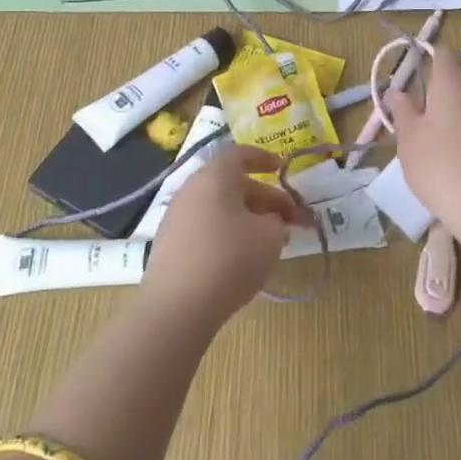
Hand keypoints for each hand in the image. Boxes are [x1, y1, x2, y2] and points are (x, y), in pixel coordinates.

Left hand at [142, 146, 312, 327]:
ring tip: (271, 243)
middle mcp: (191, 189)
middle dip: (265, 199)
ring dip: (247, 219)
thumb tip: (270, 221)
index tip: (280, 168)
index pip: (239, 154)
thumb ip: (276, 222)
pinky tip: (242, 259)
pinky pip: (204, 228)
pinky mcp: (169, 245)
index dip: (262, 158)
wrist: (177, 305)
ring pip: (219, 208)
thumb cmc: (230, 258)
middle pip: (231, 184)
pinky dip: (226, 234)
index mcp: (215, 176)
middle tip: (291, 221)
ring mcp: (176, 217)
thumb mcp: (270, 237)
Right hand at [385, 55, 460, 245]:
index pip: (442, 53)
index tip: (420, 90)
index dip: (429, 65)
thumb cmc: (444, 170)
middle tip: (436, 118)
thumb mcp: (410, 143)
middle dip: (452, 86)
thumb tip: (396, 90)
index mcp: (453, 80)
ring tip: (459, 141)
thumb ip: (402, 112)